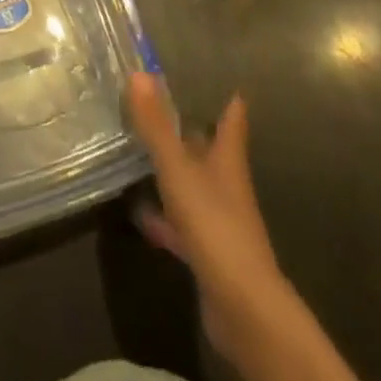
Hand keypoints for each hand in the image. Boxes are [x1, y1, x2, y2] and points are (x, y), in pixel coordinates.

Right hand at [128, 73, 288, 373]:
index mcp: (228, 160)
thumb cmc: (214, 224)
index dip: (229, 103)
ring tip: (142, 154)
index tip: (225, 84)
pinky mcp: (207, 254)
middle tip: (162, 110)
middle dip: (191, 134)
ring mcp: (218, 222)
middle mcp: (227, 186)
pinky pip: (181, 226)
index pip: (232, 122)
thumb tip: (138, 72)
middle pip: (210, 152)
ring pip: (194, 187)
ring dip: (174, 174)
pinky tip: (139, 212)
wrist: (242, 308)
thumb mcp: (178, 169)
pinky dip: (163, 218)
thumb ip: (156, 125)